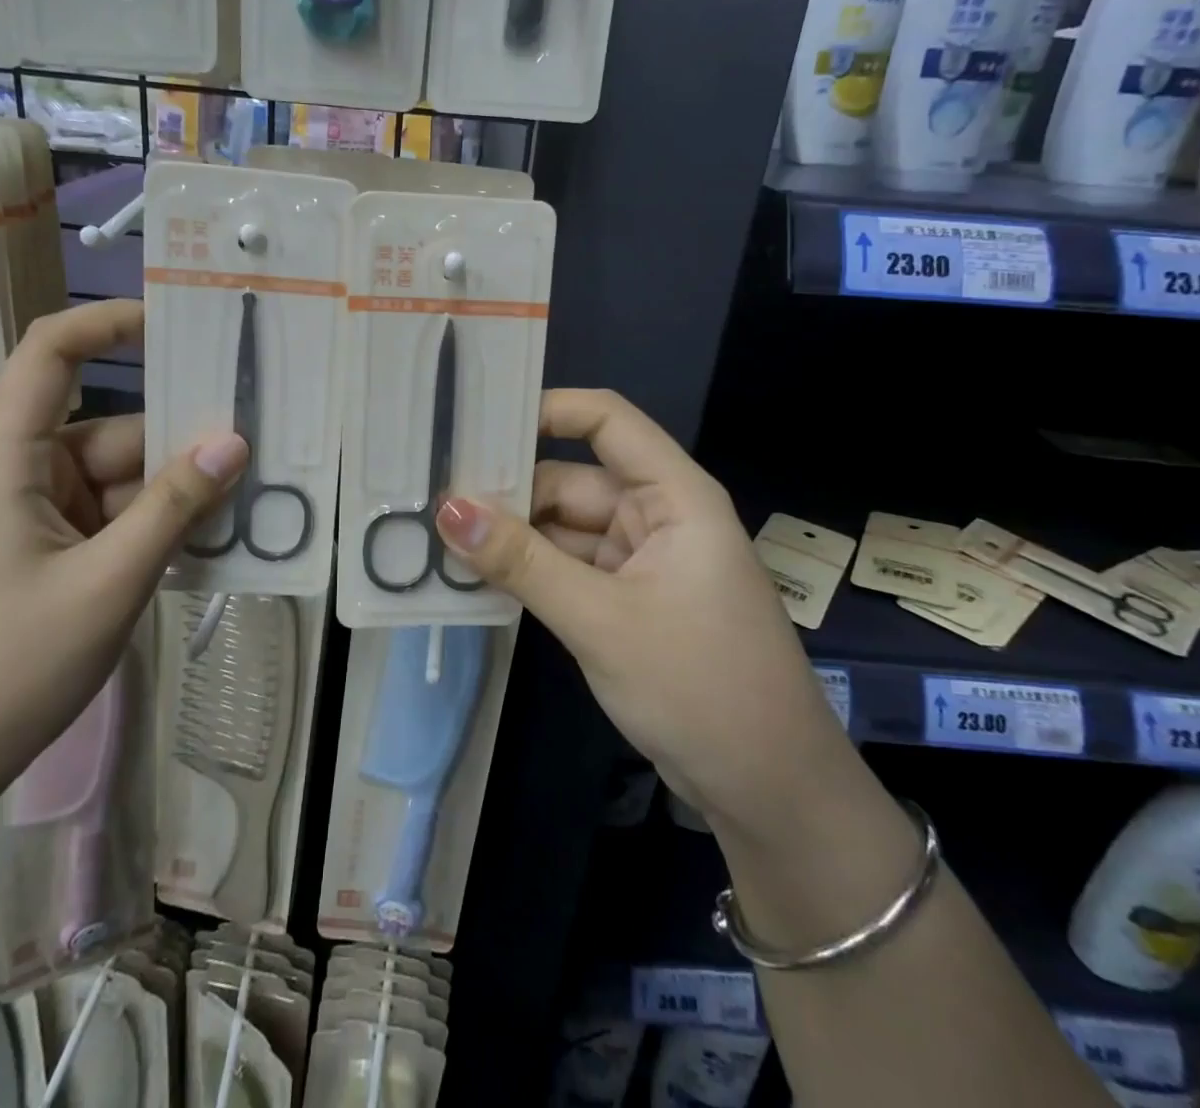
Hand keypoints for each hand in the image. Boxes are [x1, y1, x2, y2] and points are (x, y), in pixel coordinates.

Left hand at [0, 301, 245, 909]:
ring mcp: (33, 519)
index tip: (181, 322)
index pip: (51, 353)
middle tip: (258, 444)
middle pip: (111, 429)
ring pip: (120, 480)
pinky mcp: (46, 557)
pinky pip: (112, 520)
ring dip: (176, 492)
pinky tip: (208, 545)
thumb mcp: (108, 584)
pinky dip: (156, 527)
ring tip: (248, 503)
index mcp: (8, 459)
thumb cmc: (6, 670)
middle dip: (180, 440)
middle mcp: (19, 475)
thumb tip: (236, 440)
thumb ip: (175, 506)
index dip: (110, 322)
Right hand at [434, 389, 850, 836]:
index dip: (546, 409)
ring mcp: (639, 560)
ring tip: (437, 535)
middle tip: (432, 496)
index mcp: (673, 496)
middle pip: (571, 479)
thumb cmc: (699, 686)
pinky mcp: (625, 600)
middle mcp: (656, 516)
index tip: (477, 422)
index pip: (606, 421)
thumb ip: (522, 562)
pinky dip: (527, 571)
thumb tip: (447, 509)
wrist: (767, 789)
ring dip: (511, 536)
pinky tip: (474, 575)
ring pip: (562, 528)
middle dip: (508, 490)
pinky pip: (566, 568)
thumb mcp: (601, 620)